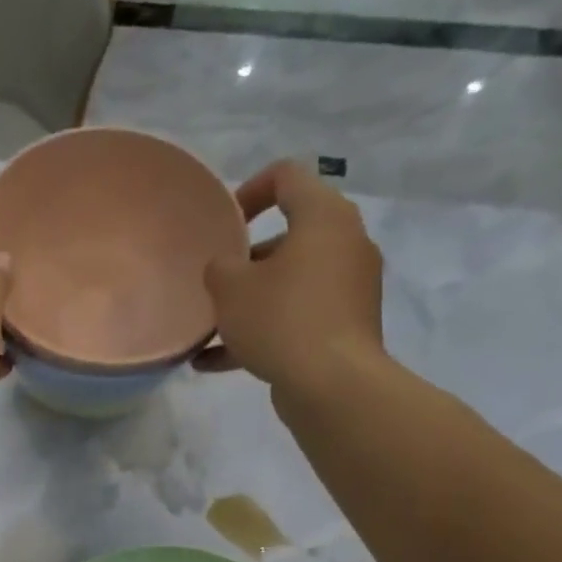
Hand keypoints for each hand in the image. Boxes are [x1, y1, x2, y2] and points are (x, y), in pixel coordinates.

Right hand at [196, 160, 385, 392]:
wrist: (331, 384)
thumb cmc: (280, 319)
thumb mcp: (230, 288)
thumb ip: (219, 267)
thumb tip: (226, 268)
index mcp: (324, 218)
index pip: (288, 177)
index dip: (250, 191)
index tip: (224, 224)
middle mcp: (346, 244)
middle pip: (290, 236)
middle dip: (247, 260)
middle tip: (218, 283)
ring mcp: (350, 288)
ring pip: (291, 283)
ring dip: (250, 302)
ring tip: (211, 331)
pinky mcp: (346, 326)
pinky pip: (297, 318)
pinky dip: (262, 333)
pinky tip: (216, 363)